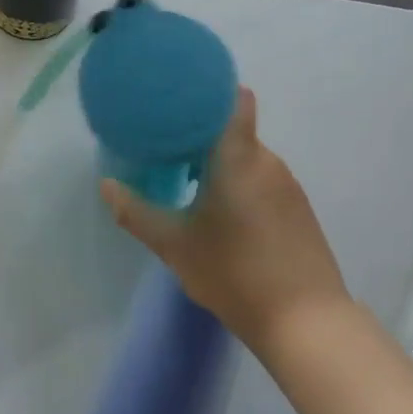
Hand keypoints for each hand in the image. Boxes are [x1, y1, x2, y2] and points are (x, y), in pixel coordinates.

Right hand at [100, 88, 351, 348]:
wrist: (306, 322)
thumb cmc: (235, 273)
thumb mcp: (175, 246)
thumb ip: (136, 213)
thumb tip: (107, 186)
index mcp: (240, 158)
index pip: (233, 100)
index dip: (208, 92)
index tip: (177, 100)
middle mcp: (269, 162)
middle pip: (234, 130)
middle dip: (201, 135)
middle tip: (165, 148)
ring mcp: (289, 186)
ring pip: (248, 158)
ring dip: (220, 162)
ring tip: (187, 180)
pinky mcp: (299, 210)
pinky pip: (262, 180)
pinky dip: (239, 183)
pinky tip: (221, 213)